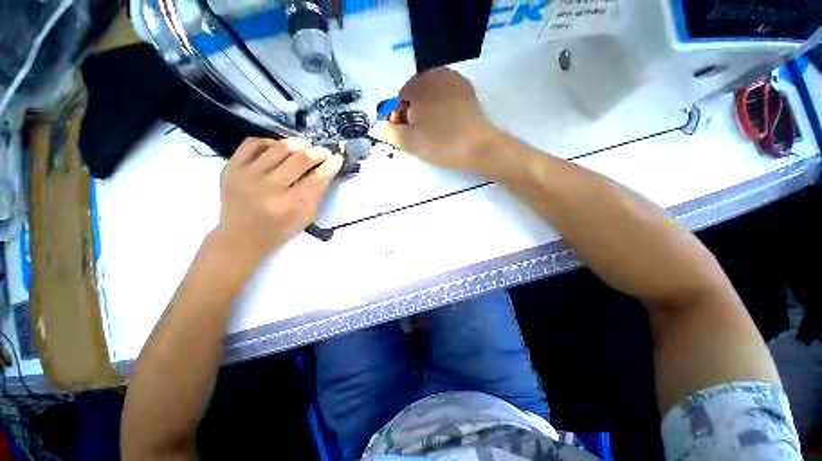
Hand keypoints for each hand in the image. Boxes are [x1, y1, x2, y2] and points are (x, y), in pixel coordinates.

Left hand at [213, 137, 342, 262]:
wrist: (241, 238)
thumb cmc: (280, 231)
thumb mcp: (306, 218)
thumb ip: (318, 194)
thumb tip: (326, 170)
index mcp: (292, 204)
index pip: (318, 177)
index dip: (331, 164)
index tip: (338, 158)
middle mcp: (270, 187)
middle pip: (301, 158)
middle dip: (318, 152)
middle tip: (324, 152)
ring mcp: (248, 175)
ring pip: (279, 147)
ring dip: (298, 143)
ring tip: (306, 146)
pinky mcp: (231, 168)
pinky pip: (252, 143)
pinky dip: (269, 141)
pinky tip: (277, 147)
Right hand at [371, 68, 500, 175]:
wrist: (477, 147)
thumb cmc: (440, 143)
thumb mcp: (410, 140)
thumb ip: (389, 132)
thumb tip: (376, 128)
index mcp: (419, 83)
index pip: (400, 98)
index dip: (400, 117)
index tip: (406, 133)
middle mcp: (437, 74)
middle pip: (416, 93)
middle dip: (413, 111)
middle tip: (419, 132)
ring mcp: (455, 80)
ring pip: (432, 93)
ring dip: (427, 108)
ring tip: (432, 129)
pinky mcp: (468, 91)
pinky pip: (447, 96)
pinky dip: (442, 106)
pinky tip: (446, 122)